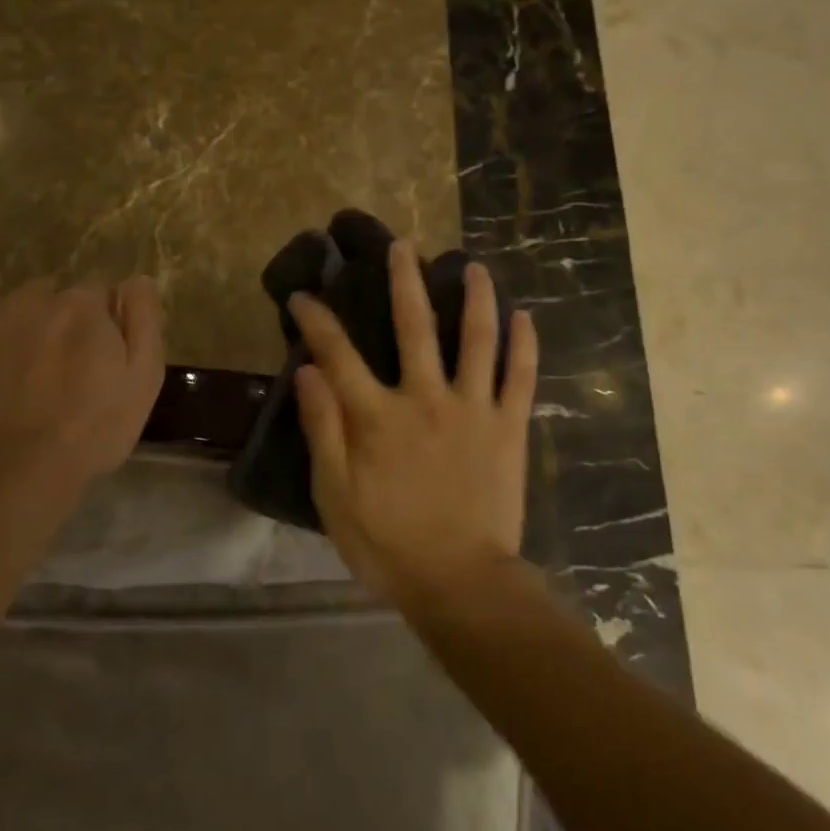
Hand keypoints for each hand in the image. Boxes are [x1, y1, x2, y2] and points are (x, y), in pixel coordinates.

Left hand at [0, 276, 165, 506]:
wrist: (9, 476)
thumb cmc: (89, 434)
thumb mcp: (144, 380)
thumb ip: (144, 320)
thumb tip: (135, 278)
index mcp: (84, 305)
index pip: (98, 291)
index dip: (100, 321)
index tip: (97, 352)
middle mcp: (32, 296)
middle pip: (49, 289)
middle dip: (54, 313)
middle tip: (55, 359)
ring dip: (5, 307)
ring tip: (8, 347)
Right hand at [288, 240, 537, 606]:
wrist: (461, 583)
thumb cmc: (388, 543)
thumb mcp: (335, 495)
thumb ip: (322, 429)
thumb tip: (307, 371)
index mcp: (378, 417)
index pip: (338, 354)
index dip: (317, 320)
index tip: (304, 295)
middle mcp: (425, 398)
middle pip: (413, 327)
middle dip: (405, 282)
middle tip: (403, 246)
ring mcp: (473, 408)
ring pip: (475, 340)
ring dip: (475, 298)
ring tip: (473, 266)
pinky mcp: (508, 427)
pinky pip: (520, 378)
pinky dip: (523, 345)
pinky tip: (526, 316)